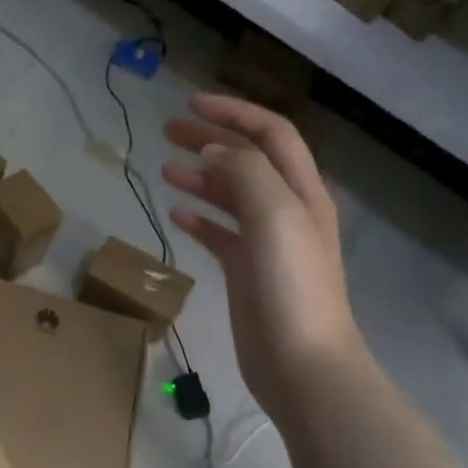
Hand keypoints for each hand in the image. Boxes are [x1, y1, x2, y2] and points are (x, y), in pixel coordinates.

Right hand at [162, 93, 362, 413]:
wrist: (302, 364)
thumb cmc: (292, 286)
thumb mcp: (274, 215)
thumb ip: (244, 172)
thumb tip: (210, 149)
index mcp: (301, 191)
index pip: (271, 134)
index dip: (234, 113)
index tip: (190, 103)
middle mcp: (287, 210)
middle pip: (248, 160)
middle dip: (211, 138)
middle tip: (167, 130)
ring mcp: (268, 243)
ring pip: (231, 196)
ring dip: (201, 176)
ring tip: (165, 168)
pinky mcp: (248, 272)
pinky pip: (221, 234)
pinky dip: (200, 219)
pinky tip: (176, 215)